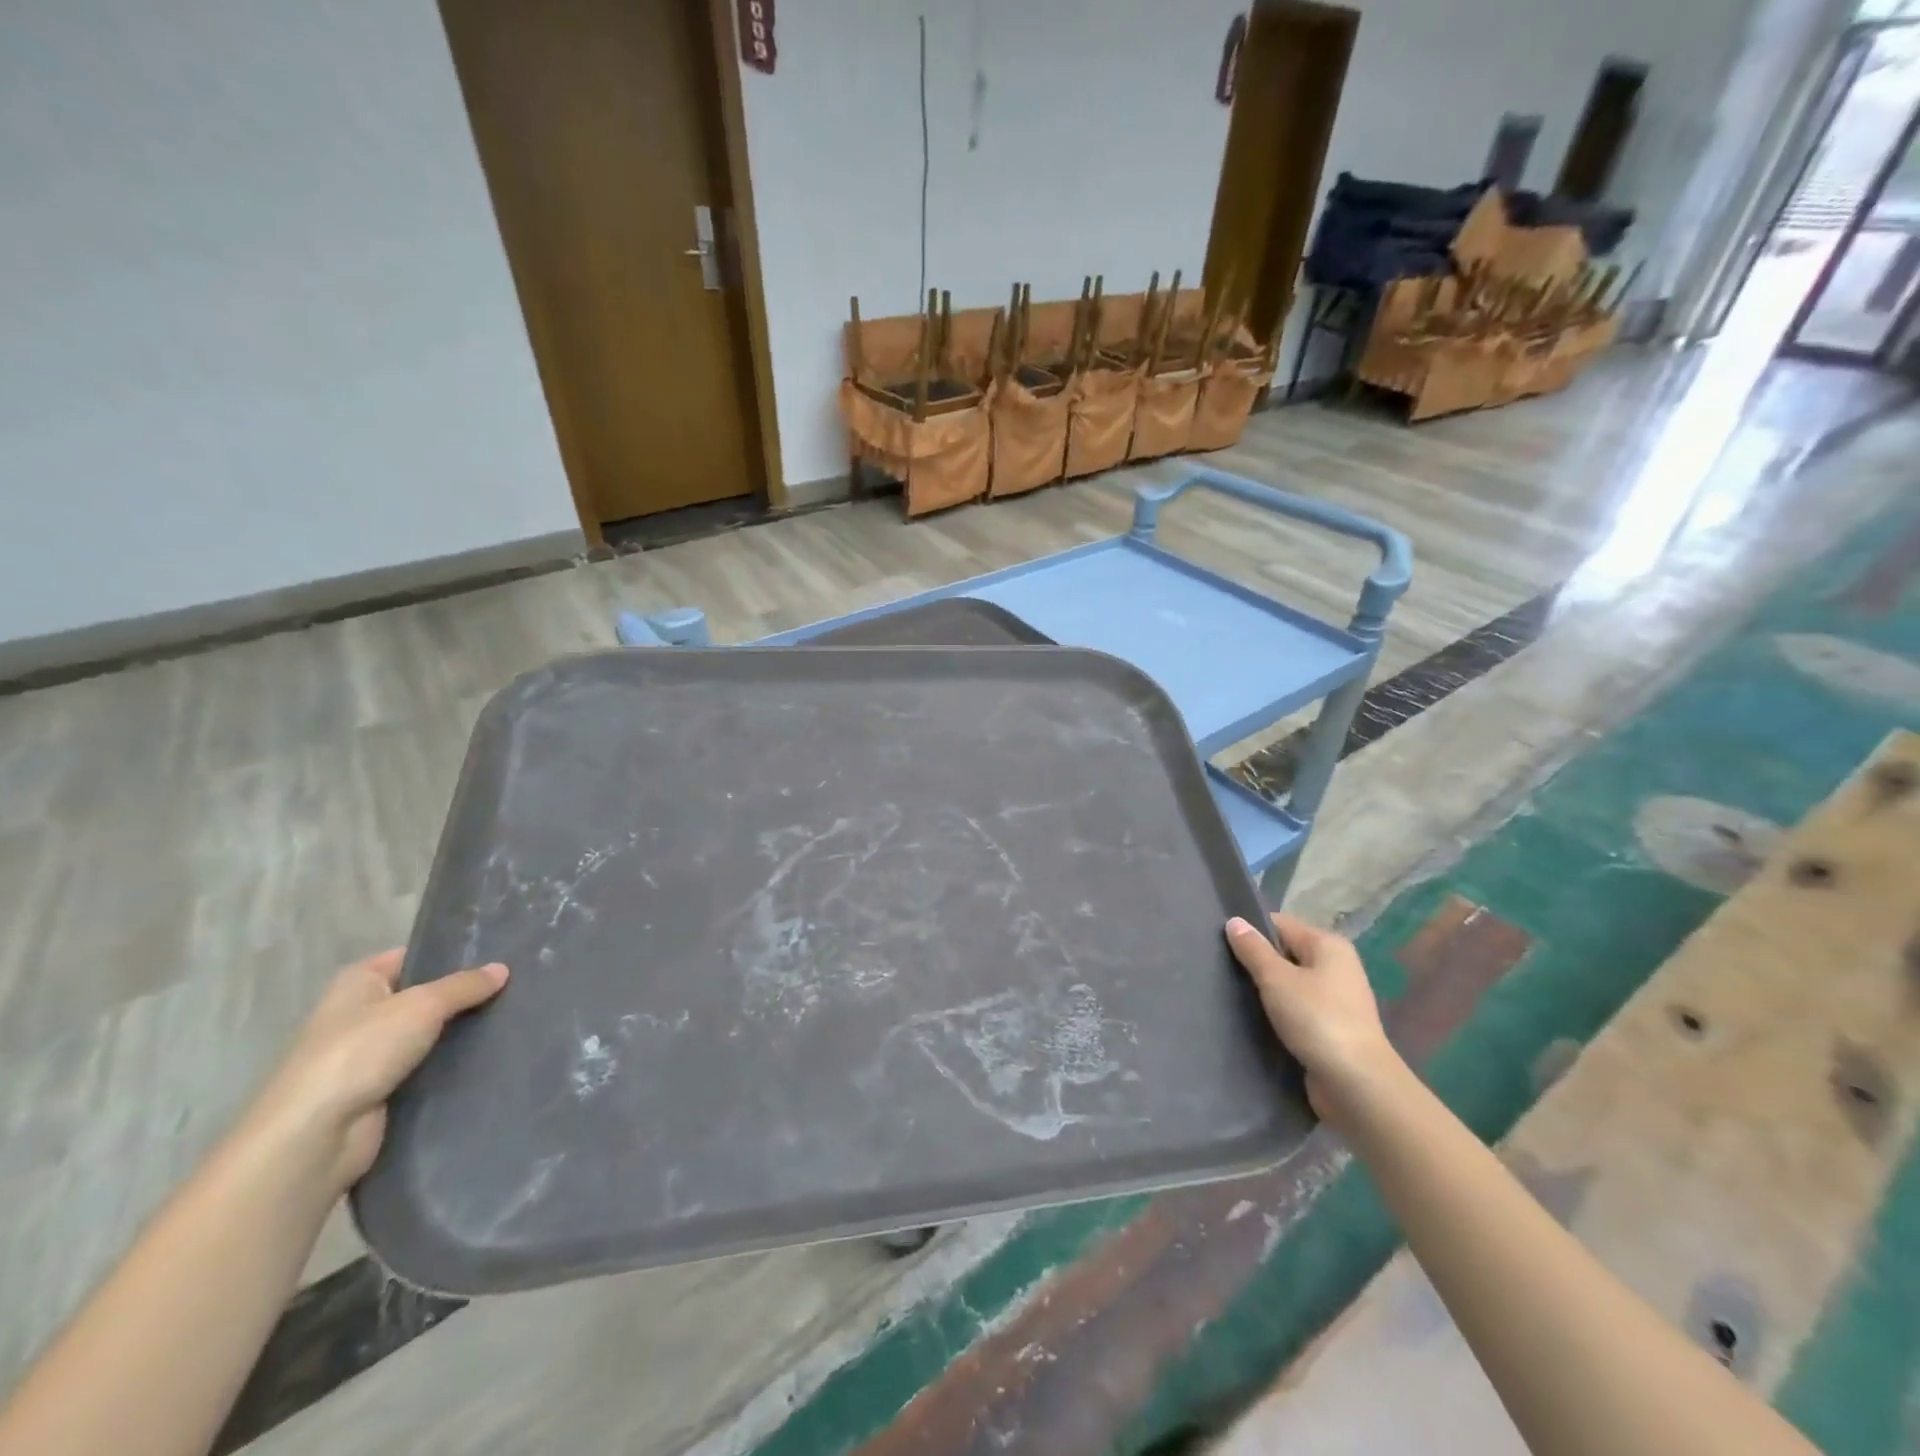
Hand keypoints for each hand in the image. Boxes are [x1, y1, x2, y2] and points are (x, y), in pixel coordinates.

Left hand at [250, 950, 507, 1192]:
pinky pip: (428, 1067)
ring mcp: (371, 1055)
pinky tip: (493, 1055)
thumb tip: (503, 968)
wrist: (315, 1136)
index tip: (501, 955)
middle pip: (426, 996)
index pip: (414, 957)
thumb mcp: (422, 1006)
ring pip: (431, 1034)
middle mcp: (362, 1014)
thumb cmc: (360, 1052)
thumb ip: (465, 986)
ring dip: (463, 1031)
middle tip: (517, 986)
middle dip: (466, 995)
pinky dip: (454, 1064)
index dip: (453, 955)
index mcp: (359, 982)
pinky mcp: (383, 1090)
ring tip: (515, 1018)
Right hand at [1226, 913, 1398, 1127]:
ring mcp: (1336, 999)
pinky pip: (1297, 1009)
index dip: (1251, 931)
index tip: (1220, 944)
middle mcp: (1336, 967)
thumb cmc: (1317, 1020)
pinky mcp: (1331, 1028)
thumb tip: (1235, 921)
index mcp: (1328, 945)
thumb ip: (1253, 949)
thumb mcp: (1276, 979)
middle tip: (1220, 970)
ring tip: (1232, 995)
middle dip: (1256, 962)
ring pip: (1290, 984)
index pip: (1280, 924)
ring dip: (1266, 991)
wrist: (1357, 1085)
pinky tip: (1255, 1020)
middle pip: (1285, 953)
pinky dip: (1279, 1013)